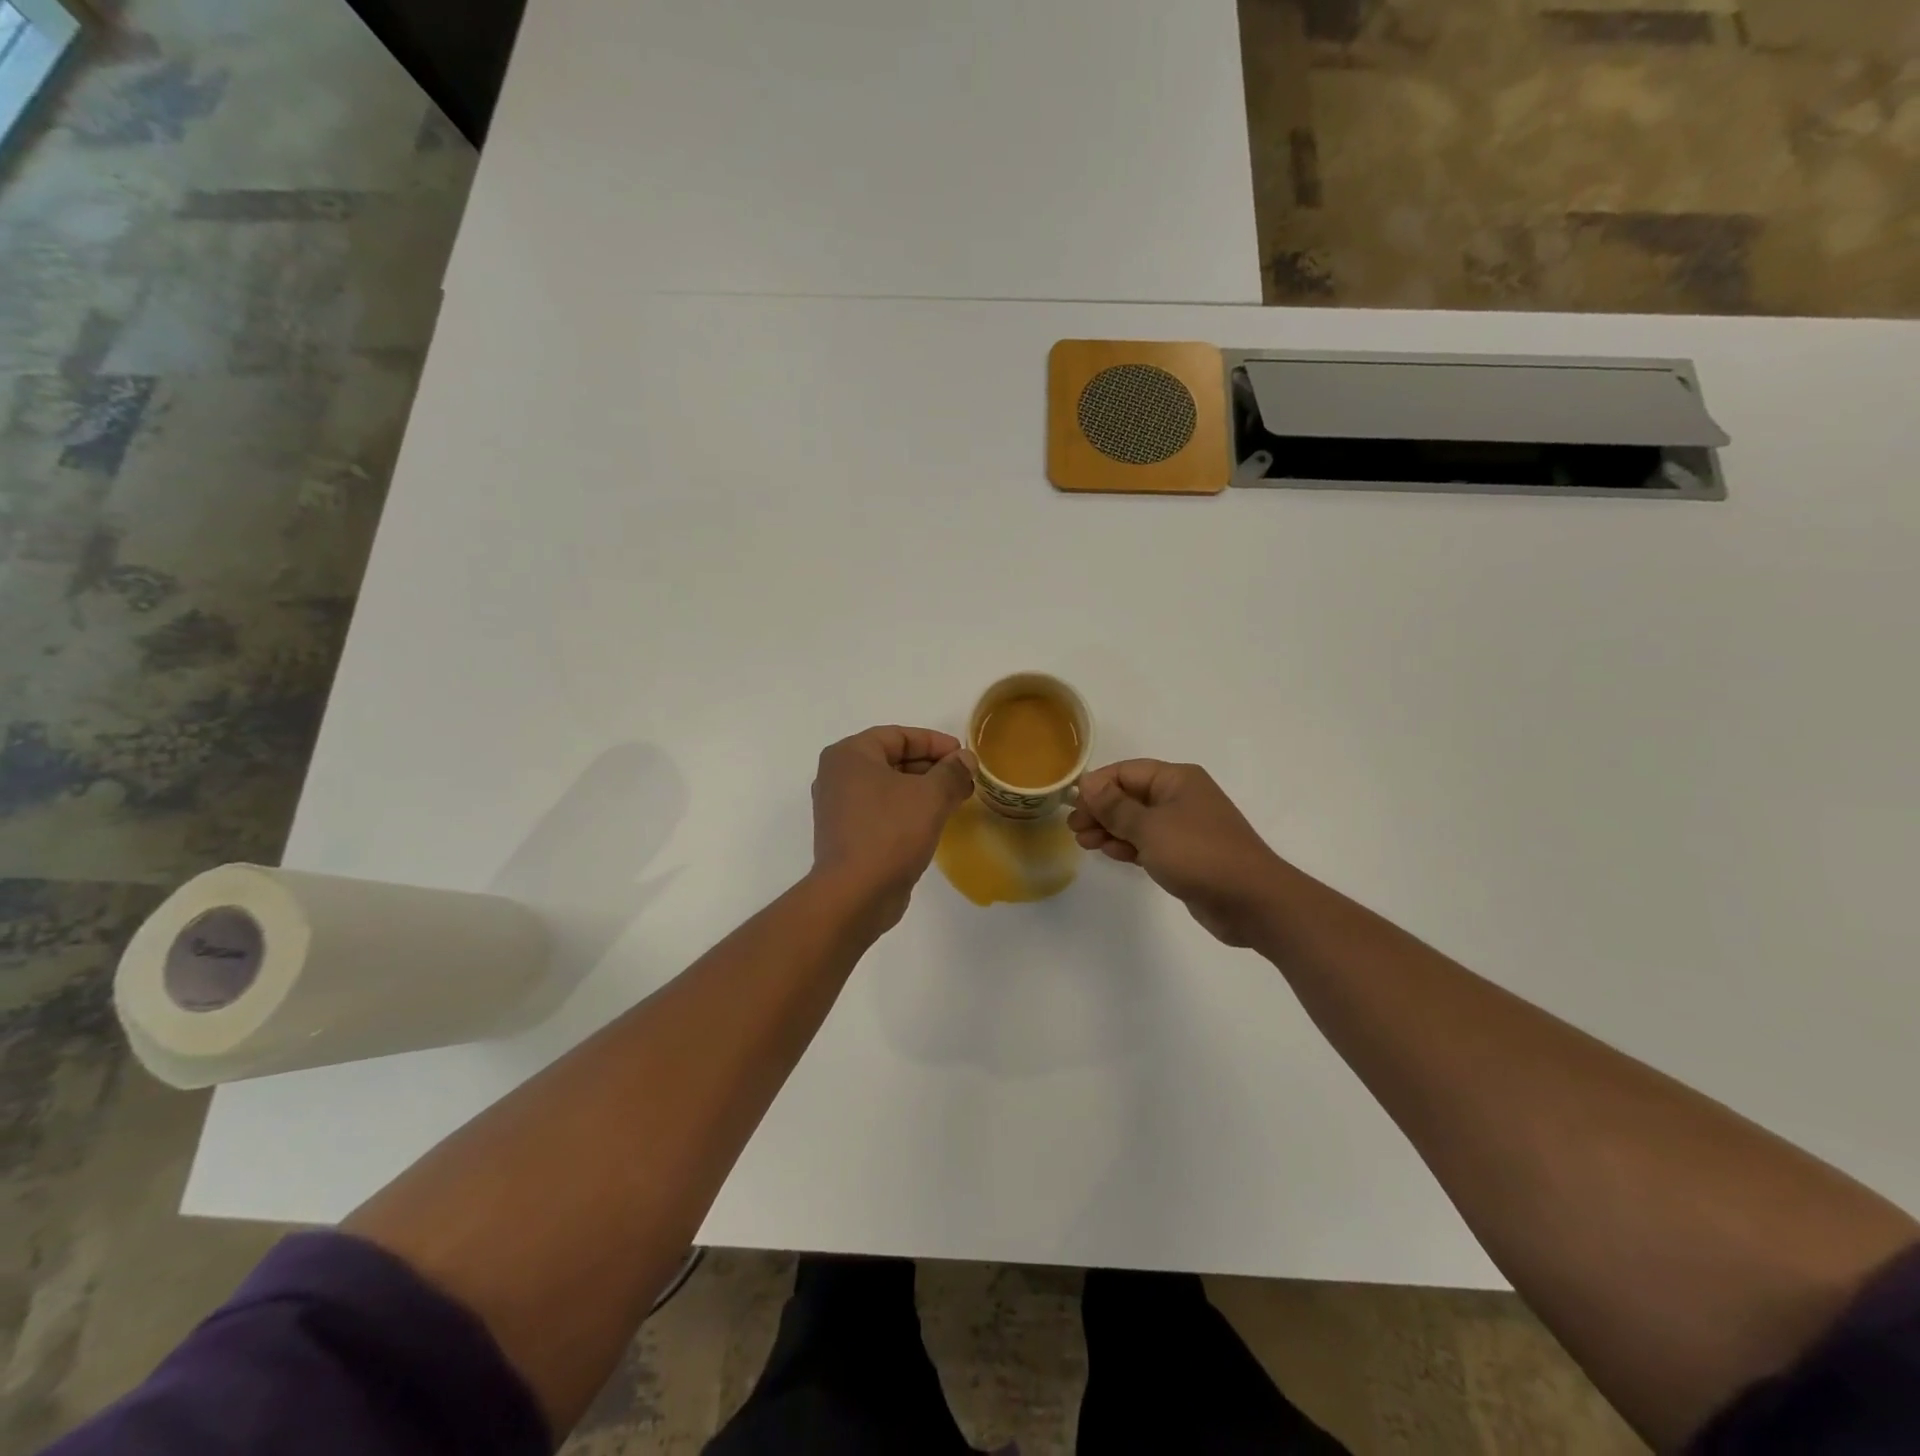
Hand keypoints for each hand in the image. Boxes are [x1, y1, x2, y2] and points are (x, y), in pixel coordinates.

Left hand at [811, 726, 976, 926]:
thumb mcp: (930, 796)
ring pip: (889, 787)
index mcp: (849, 755)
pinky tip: (934, 821)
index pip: (898, 736)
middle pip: (892, 759)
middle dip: (931, 766)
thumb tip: (966, 760)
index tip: (963, 755)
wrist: (855, 895)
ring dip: (923, 789)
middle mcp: (838, 776)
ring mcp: (839, 808)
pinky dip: (908, 810)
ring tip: (956, 798)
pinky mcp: (847, 835)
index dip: (935, 742)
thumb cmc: (890, 832)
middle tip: (964, 778)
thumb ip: (952, 772)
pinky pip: (882, 811)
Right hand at [1069, 761, 1284, 946]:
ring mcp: (1185, 827)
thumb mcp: (1150, 828)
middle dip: (1101, 810)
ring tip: (1084, 843)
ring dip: (1110, 829)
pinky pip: (1149, 842)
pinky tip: (1108, 852)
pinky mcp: (1185, 854)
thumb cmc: (1198, 854)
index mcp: (1177, 779)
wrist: (1251, 901)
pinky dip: (1128, 845)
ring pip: (1137, 821)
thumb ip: (1115, 807)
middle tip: (1074, 828)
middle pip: (1130, 796)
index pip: (1127, 772)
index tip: (1072, 805)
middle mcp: (1181, 797)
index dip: (1097, 786)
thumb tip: (1088, 784)